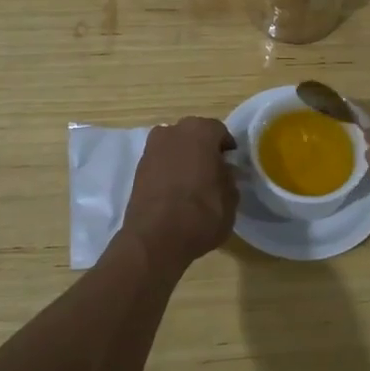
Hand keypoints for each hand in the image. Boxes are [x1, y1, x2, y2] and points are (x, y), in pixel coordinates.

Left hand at [119, 116, 238, 269]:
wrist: (155, 239)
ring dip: (184, 158)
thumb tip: (223, 171)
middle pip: (194, 134)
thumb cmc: (201, 214)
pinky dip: (168, 170)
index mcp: (200, 131)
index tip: (231, 164)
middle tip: (213, 171)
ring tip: (193, 182)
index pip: (219, 131)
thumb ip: (229, 177)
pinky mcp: (137, 168)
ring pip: (175, 147)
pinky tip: (175, 191)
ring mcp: (152, 148)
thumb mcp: (231, 198)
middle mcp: (173, 131)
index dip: (226, 148)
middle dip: (203, 148)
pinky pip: (160, 162)